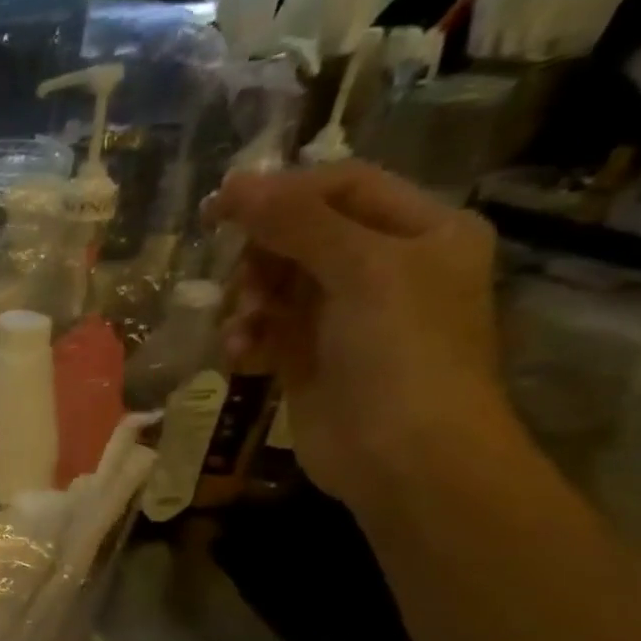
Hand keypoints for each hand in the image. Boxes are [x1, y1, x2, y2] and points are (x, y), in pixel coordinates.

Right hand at [206, 162, 506, 510]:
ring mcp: (344, 317)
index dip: (283, 192)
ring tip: (243, 326)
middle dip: (263, 254)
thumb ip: (298, 223)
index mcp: (420, 232)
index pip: (343, 188)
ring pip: (276, 284)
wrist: (404, 455)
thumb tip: (235, 185)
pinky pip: (266, 329)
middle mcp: (385, 268)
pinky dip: (247, 336)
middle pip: (302, 235)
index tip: (220, 207)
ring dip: (249, 299)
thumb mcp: (362, 270)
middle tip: (242, 280)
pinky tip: (239, 354)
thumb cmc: (401, 352)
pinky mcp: (308, 359)